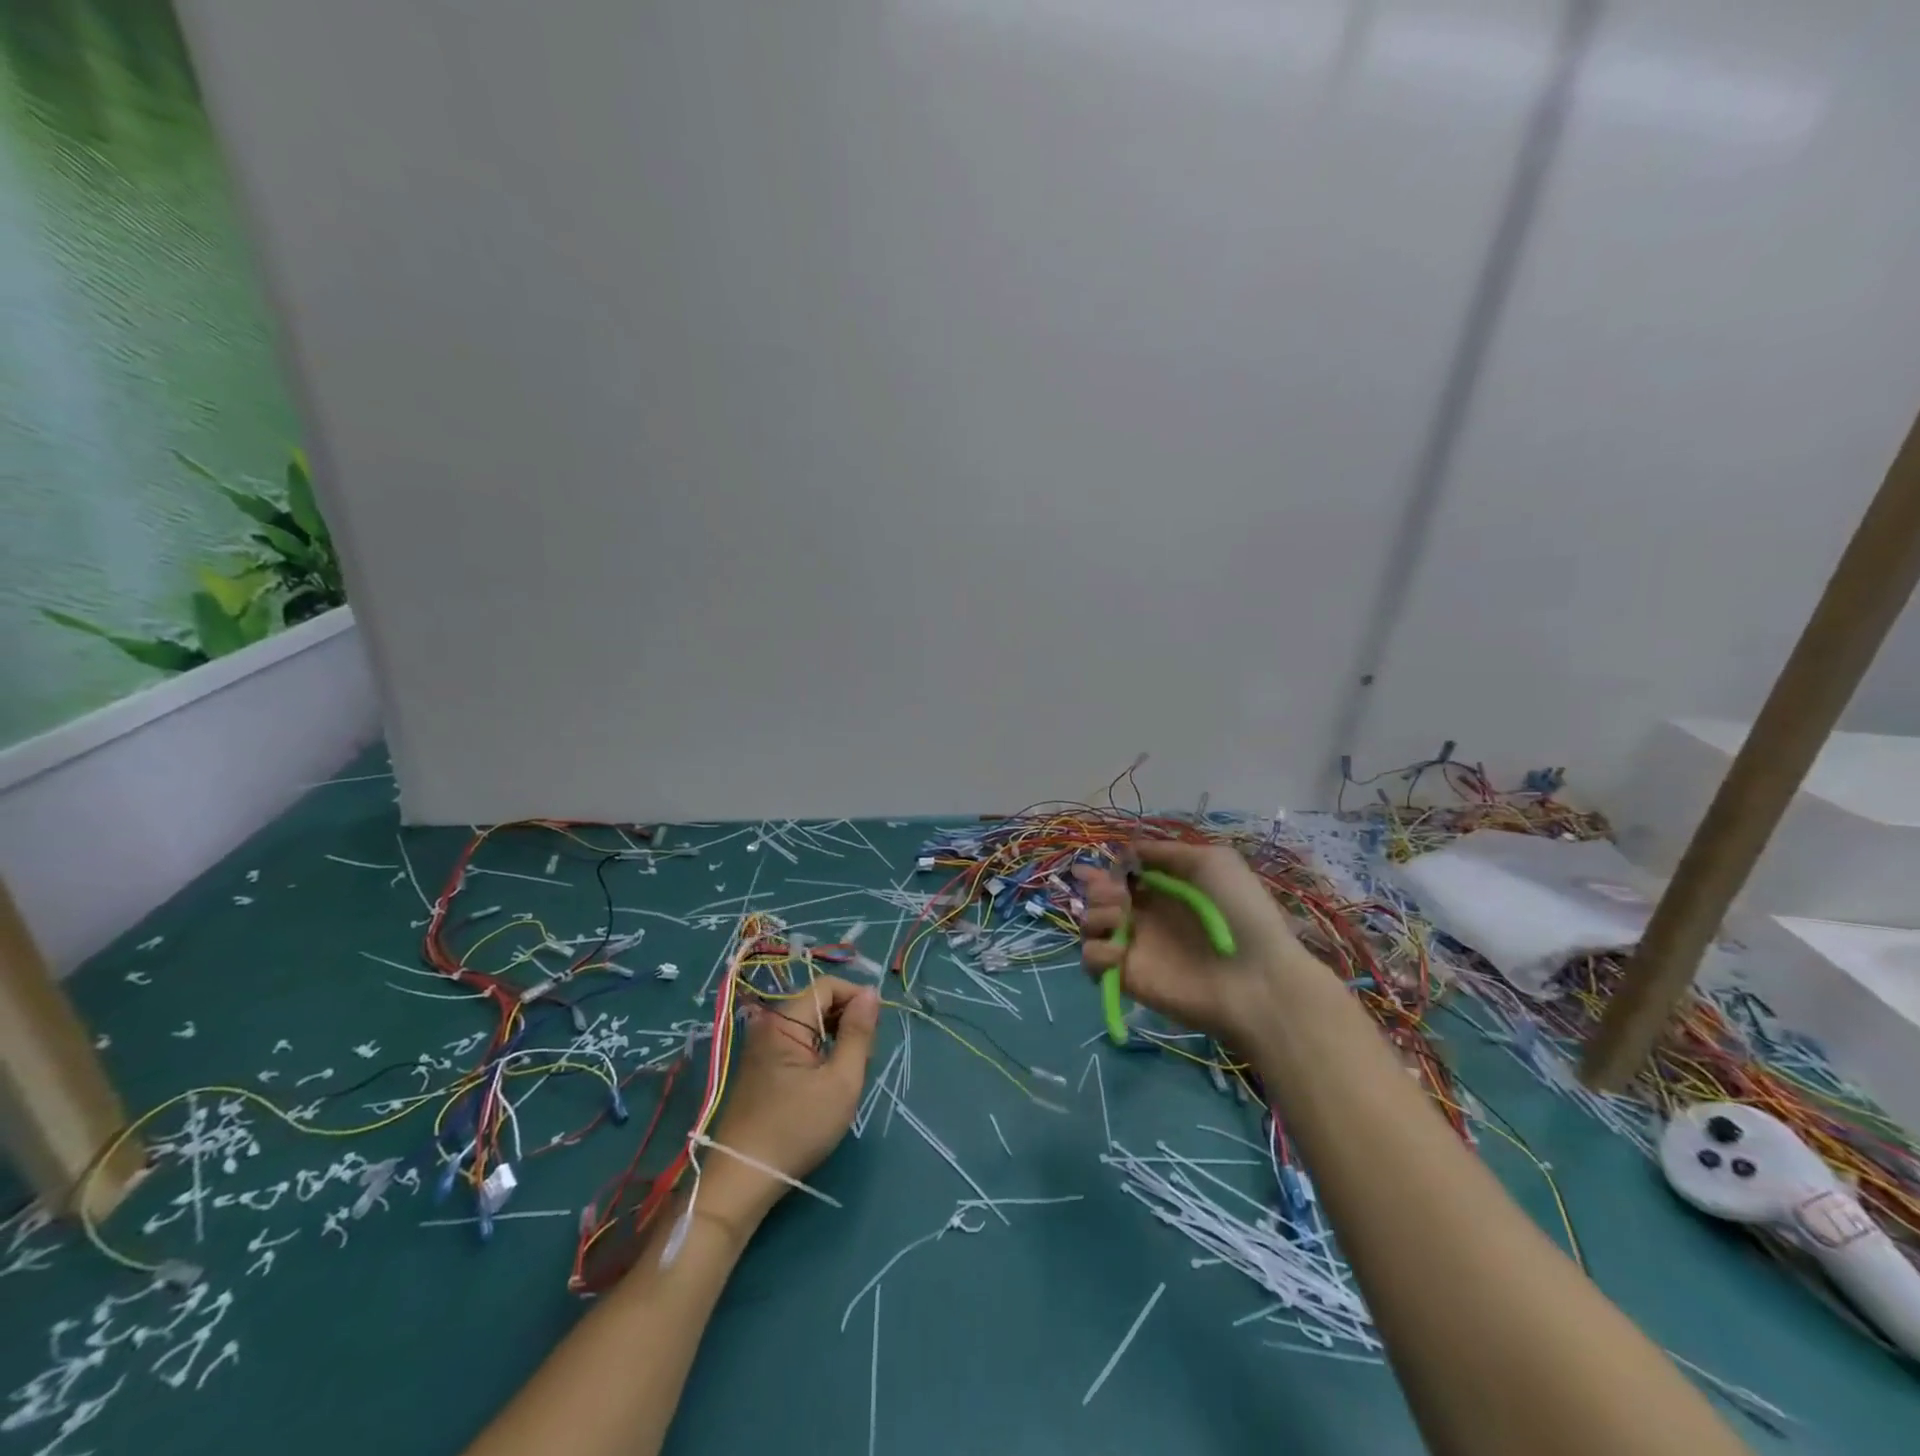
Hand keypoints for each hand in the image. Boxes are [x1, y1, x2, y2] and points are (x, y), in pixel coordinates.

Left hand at [704, 975, 879, 1225]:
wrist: (743, 1177)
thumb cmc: (797, 1128)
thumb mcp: (841, 1081)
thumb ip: (859, 1033)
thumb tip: (871, 993)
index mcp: (785, 1020)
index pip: (829, 986)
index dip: (856, 998)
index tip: (876, 1030)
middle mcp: (769, 1024)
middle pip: (818, 1002)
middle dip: (847, 1021)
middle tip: (863, 1058)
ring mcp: (761, 1045)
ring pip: (810, 1024)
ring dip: (834, 1039)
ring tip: (846, 1073)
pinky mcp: (760, 1065)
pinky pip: (797, 1042)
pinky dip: (818, 1052)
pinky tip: (825, 1081)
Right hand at [1077, 840, 1311, 1045]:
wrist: (1256, 979)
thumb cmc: (1240, 912)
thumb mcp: (1214, 861)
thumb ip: (1168, 851)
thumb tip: (1129, 849)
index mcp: (1165, 888)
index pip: (1123, 873)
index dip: (1113, 866)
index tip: (1116, 867)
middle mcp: (1145, 915)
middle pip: (1098, 895)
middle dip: (1098, 887)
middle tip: (1118, 894)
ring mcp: (1134, 946)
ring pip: (1090, 923)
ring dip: (1095, 914)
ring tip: (1119, 918)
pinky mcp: (1125, 976)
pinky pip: (1091, 960)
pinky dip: (1096, 952)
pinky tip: (1120, 952)